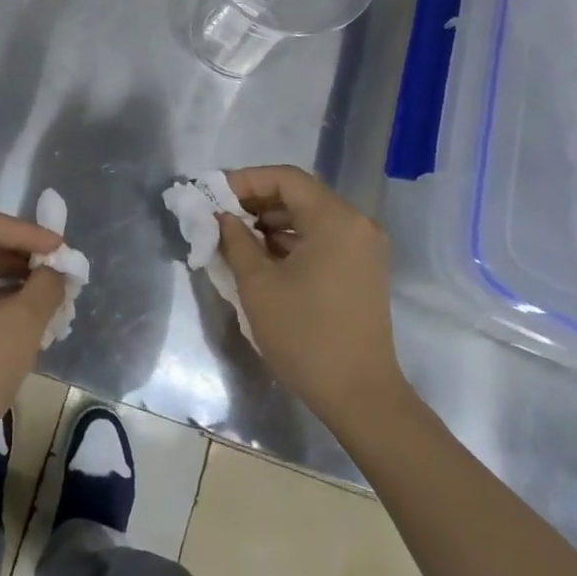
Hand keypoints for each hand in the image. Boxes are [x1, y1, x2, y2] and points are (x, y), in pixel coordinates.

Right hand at [218, 165, 410, 434]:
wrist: (361, 397)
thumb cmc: (305, 336)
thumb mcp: (258, 285)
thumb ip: (235, 241)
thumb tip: (222, 217)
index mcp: (335, 219)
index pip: (285, 178)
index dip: (245, 180)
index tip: (213, 194)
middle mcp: (356, 223)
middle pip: (299, 194)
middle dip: (256, 200)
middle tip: (219, 215)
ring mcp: (364, 247)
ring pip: (310, 216)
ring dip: (272, 221)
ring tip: (235, 237)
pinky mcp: (363, 269)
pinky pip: (322, 238)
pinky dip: (291, 239)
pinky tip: (262, 256)